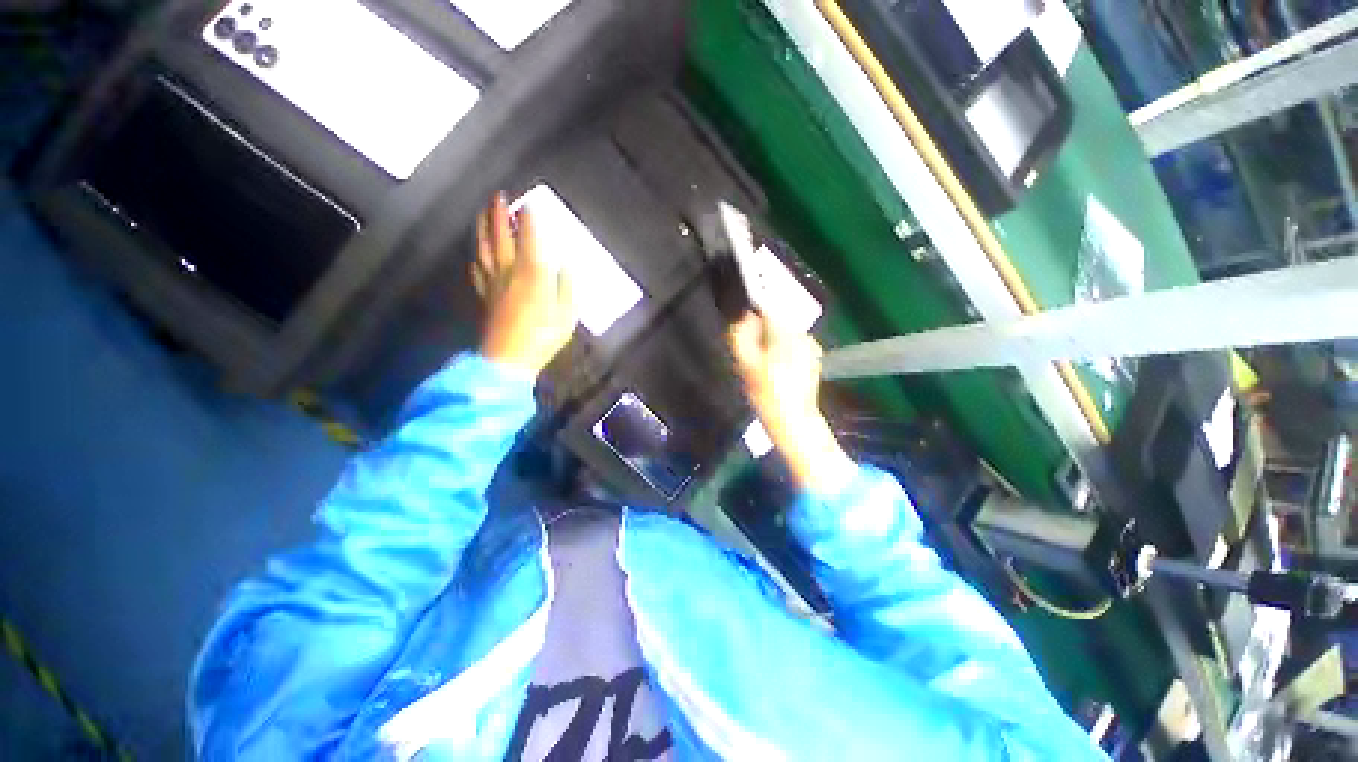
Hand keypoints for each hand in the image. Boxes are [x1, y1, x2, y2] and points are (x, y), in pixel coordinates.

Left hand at [472, 194, 576, 375]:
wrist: (509, 359)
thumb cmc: (543, 337)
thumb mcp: (567, 314)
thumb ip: (566, 287)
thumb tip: (565, 266)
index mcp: (533, 274)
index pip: (530, 238)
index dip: (529, 220)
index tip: (529, 205)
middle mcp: (510, 272)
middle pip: (501, 236)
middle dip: (500, 214)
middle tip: (500, 197)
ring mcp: (494, 283)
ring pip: (485, 248)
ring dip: (483, 228)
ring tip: (484, 213)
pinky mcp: (486, 297)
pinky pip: (478, 273)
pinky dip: (477, 260)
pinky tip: (477, 257)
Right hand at [728, 311, 853, 492]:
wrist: (793, 420)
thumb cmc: (766, 392)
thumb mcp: (745, 364)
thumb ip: (741, 335)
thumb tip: (746, 316)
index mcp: (786, 334)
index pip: (769, 308)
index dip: (754, 314)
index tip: (745, 326)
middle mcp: (802, 335)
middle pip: (778, 321)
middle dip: (764, 331)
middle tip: (751, 352)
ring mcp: (811, 347)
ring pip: (786, 333)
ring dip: (774, 341)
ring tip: (763, 363)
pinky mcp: (814, 358)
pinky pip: (795, 345)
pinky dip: (784, 350)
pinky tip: (777, 369)